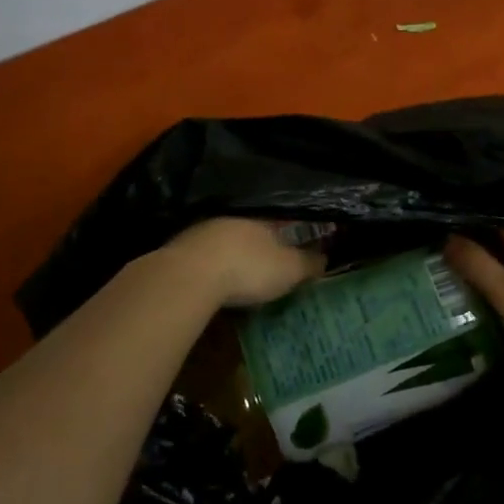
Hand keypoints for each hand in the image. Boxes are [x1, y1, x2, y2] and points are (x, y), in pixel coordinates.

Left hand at [162, 218, 326, 307]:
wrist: (189, 276)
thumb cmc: (249, 267)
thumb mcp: (289, 269)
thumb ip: (309, 263)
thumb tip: (326, 258)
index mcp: (261, 218)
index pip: (280, 222)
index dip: (289, 236)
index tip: (293, 250)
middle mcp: (231, 218)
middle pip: (249, 231)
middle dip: (257, 247)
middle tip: (265, 267)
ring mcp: (201, 232)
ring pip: (223, 243)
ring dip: (230, 257)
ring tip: (237, 278)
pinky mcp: (178, 250)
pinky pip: (202, 258)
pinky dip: (209, 269)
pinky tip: (212, 284)